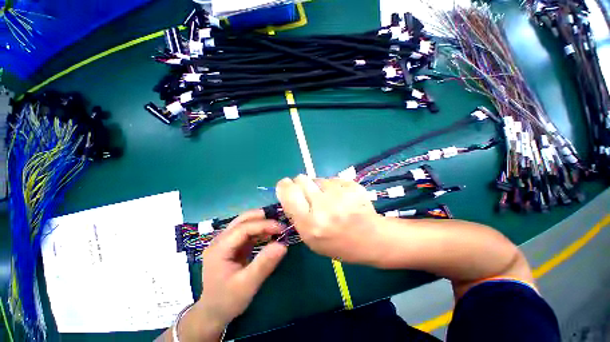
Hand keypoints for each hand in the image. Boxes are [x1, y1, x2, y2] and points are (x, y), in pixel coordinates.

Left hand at [198, 210, 286, 326]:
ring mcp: (225, 241)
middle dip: (263, 219)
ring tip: (277, 228)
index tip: (282, 229)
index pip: (244, 228)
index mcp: (219, 248)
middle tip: (280, 224)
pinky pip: (247, 231)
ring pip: (245, 222)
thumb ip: (264, 264)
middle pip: (243, 220)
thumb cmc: (228, 301)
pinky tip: (269, 235)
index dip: (264, 225)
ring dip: (262, 222)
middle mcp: (220, 240)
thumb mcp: (247, 285)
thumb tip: (283, 245)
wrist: (213, 313)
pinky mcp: (231, 245)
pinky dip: (259, 230)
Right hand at [276, 175, 382, 264]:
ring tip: (329, 199)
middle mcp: (323, 207)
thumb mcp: (310, 239)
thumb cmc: (338, 243)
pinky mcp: (351, 186)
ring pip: (318, 178)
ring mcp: (339, 195)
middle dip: (300, 183)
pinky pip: (333, 179)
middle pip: (301, 179)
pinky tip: (342, 197)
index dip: (284, 186)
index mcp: (309, 223)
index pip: (288, 193)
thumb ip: (297, 216)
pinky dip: (333, 186)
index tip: (286, 185)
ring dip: (319, 186)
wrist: (371, 239)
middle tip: (308, 192)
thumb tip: (288, 194)